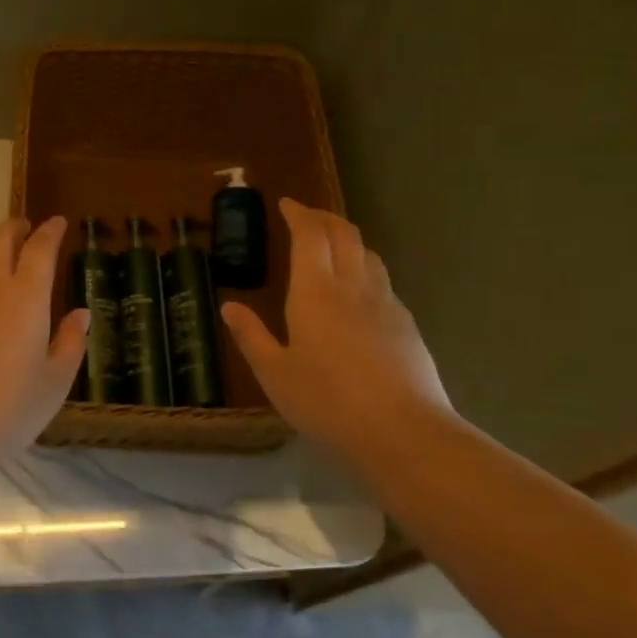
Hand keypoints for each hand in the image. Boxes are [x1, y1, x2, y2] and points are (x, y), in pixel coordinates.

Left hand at [0, 217, 89, 456]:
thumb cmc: (5, 413)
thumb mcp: (54, 384)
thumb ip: (71, 342)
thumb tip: (81, 313)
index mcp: (26, 297)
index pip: (41, 248)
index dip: (51, 231)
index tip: (58, 223)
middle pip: (1, 238)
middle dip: (16, 228)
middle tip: (26, 230)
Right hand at [221, 199, 453, 461]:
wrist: (404, 433)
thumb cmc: (328, 402)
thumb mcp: (275, 374)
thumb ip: (251, 337)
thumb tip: (229, 307)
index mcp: (316, 292)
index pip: (310, 235)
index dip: (299, 213)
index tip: (287, 204)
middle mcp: (353, 287)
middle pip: (344, 234)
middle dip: (324, 218)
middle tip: (307, 216)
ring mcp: (386, 304)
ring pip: (369, 254)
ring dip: (348, 240)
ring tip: (333, 246)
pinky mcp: (407, 325)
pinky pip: (383, 281)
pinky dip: (366, 269)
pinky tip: (360, 292)